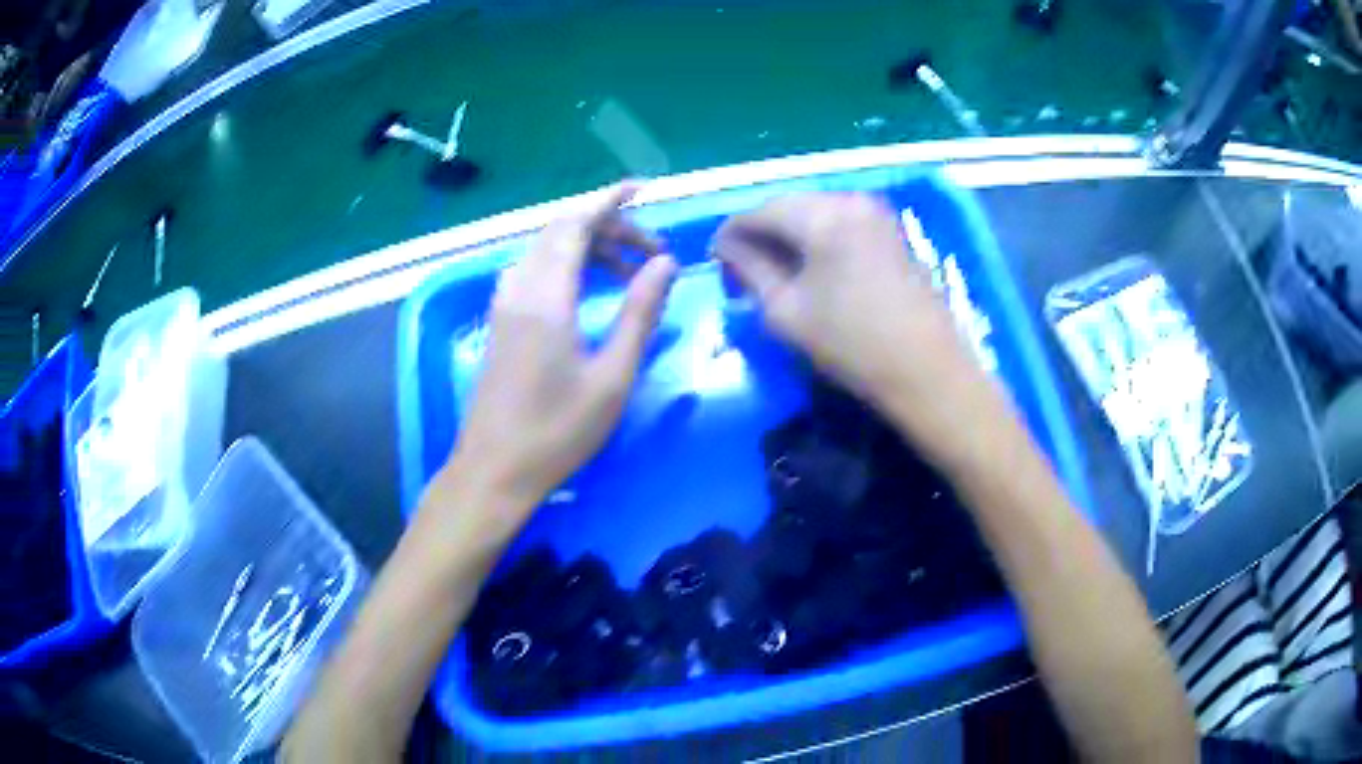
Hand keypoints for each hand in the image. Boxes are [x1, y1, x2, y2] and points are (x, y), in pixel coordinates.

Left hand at [444, 184, 676, 533]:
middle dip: (608, 227)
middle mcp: (520, 289)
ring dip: (587, 247)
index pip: (575, 223)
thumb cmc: (557, 431)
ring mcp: (504, 305)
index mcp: (546, 297)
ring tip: (628, 272)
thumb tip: (664, 263)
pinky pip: (534, 271)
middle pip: (561, 232)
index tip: (644, 189)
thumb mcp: (612, 377)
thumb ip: (640, 314)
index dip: (609, 199)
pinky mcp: (500, 322)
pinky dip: (566, 265)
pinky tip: (587, 291)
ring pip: (546, 250)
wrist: (494, 470)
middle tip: (651, 252)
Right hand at [711, 192, 976, 416]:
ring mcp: (875, 211)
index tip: (714, 261)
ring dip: (787, 236)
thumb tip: (726, 247)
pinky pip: (838, 222)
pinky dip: (816, 238)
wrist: (927, 370)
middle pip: (787, 206)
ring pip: (813, 212)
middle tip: (741, 270)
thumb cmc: (852, 345)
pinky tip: (808, 268)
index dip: (731, 234)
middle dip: (759, 233)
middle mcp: (849, 199)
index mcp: (821, 214)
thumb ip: (749, 269)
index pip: (758, 211)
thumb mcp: (786, 312)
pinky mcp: (889, 229)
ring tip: (773, 271)